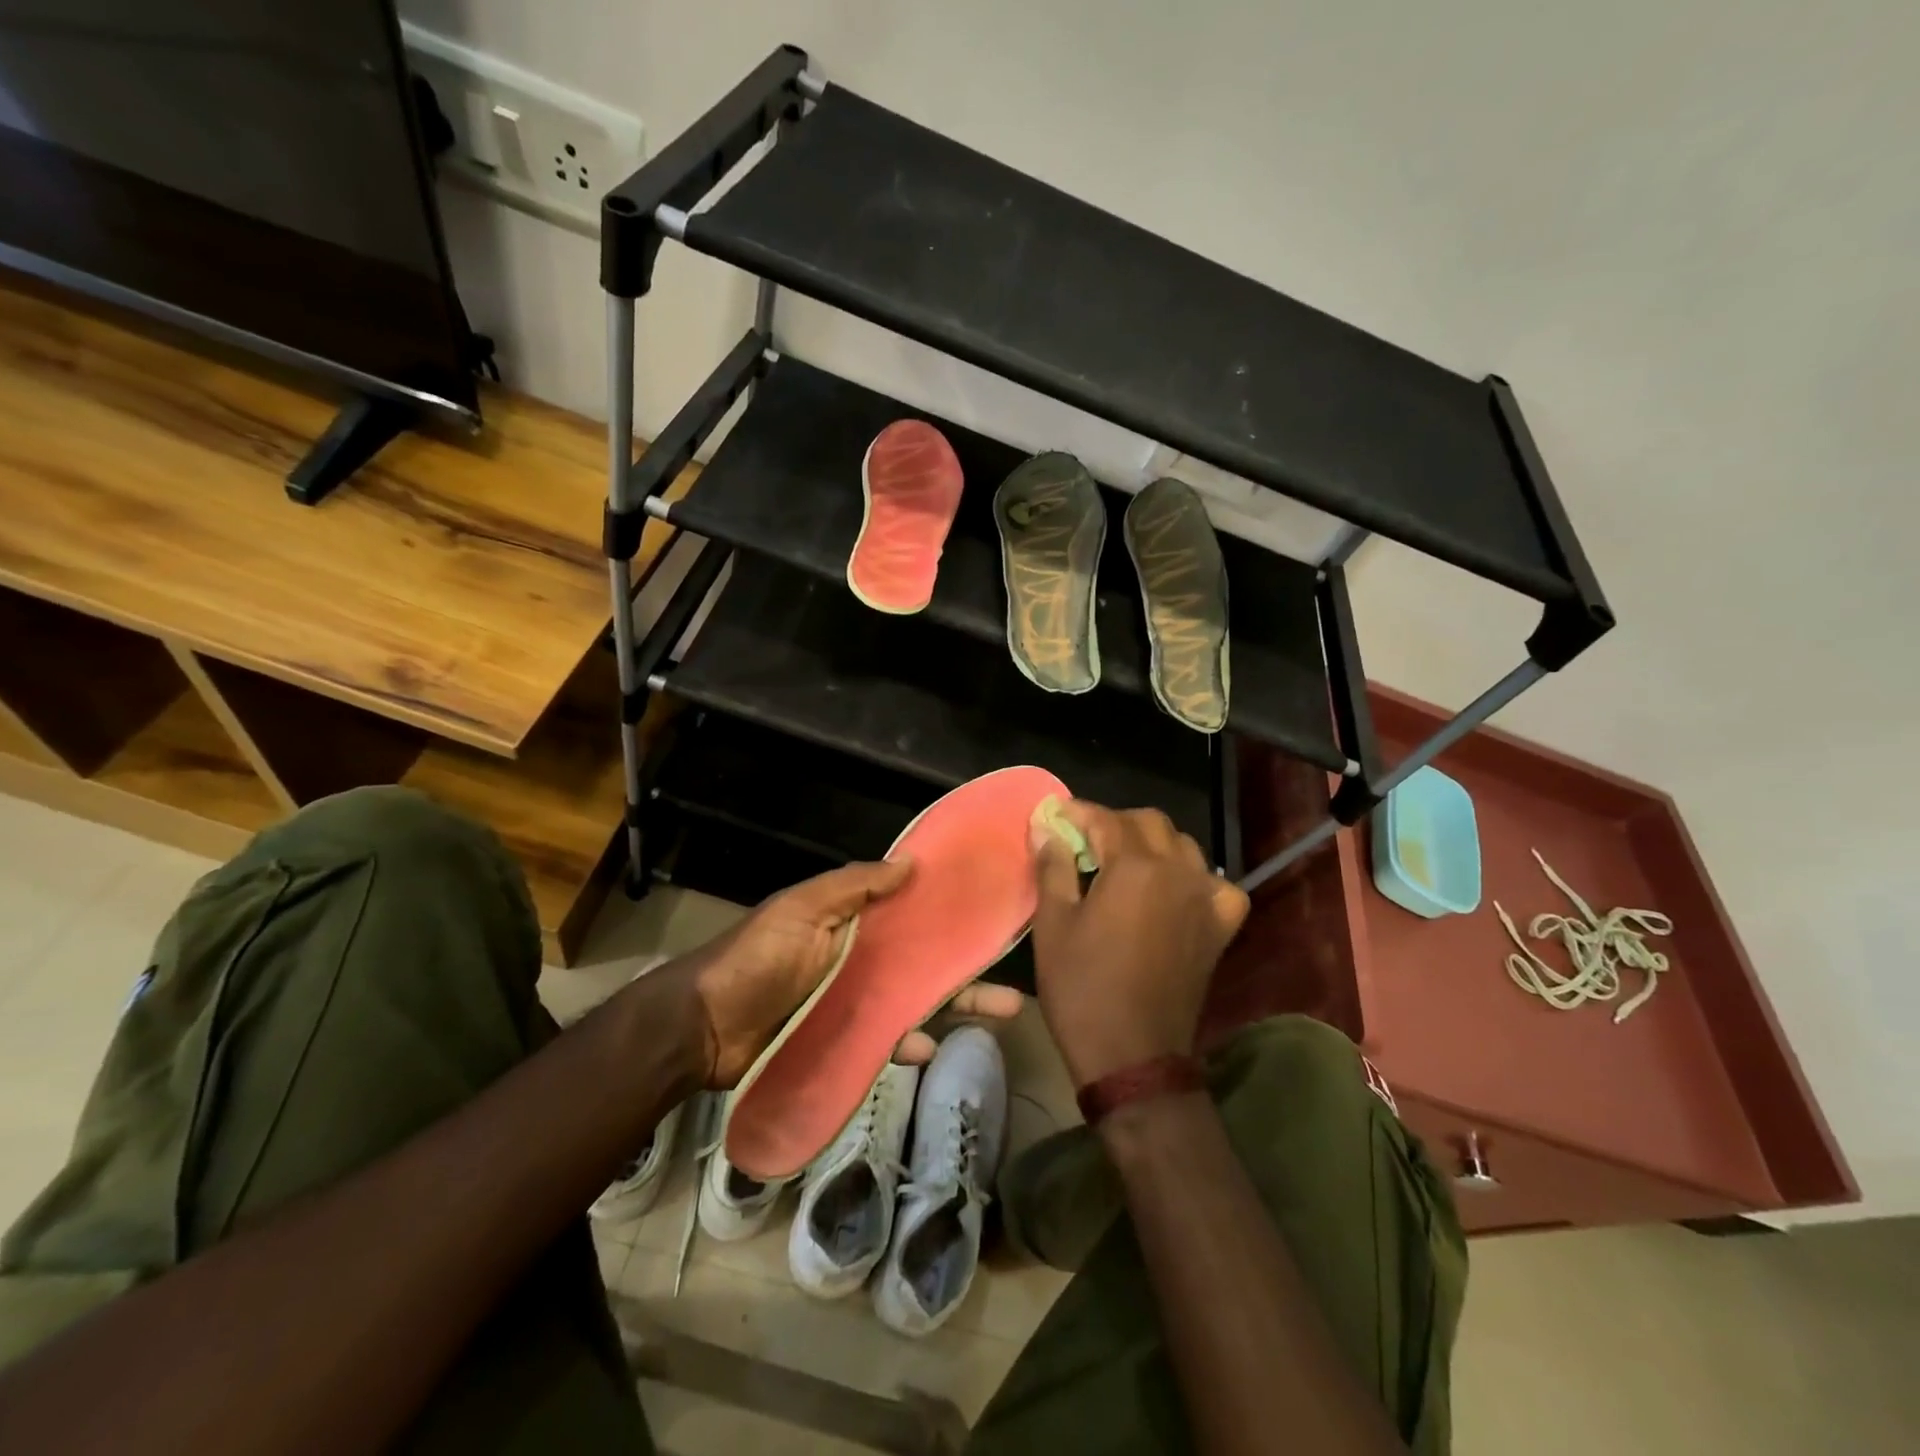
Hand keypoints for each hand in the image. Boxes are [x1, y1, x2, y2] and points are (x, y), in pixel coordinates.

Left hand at [671, 859, 1022, 1087]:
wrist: (703, 1028)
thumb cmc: (756, 957)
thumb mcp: (802, 909)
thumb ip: (853, 886)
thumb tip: (911, 862)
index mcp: (852, 920)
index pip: (910, 911)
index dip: (946, 911)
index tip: (989, 910)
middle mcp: (861, 958)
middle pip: (924, 961)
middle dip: (968, 968)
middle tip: (1014, 981)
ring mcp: (854, 1002)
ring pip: (916, 1000)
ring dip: (957, 1005)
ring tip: (1001, 1011)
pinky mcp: (844, 1041)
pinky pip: (886, 1041)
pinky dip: (909, 1042)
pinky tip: (931, 1048)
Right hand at [1029, 801, 1248, 1085]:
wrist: (1133, 1056)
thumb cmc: (1083, 988)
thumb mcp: (1054, 925)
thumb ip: (1053, 866)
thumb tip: (1046, 826)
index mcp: (1136, 867)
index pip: (1105, 819)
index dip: (1077, 812)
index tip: (1055, 816)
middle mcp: (1179, 872)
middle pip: (1149, 823)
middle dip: (1114, 822)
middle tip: (1083, 841)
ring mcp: (1206, 898)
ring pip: (1183, 846)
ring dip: (1152, 843)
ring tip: (1122, 862)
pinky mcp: (1220, 927)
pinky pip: (1214, 883)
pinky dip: (1193, 877)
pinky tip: (1174, 891)